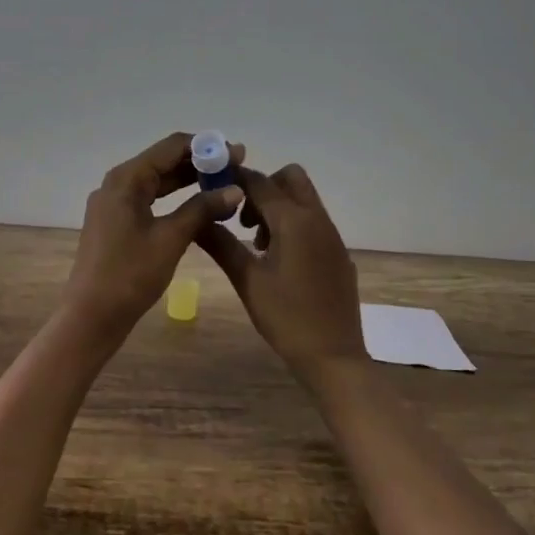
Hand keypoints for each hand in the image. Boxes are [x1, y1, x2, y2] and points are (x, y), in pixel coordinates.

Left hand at [63, 132, 244, 343]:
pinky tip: (199, 208)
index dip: (207, 146)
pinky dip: (175, 200)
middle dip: (201, 163)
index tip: (238, 154)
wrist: (91, 316)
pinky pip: (150, 200)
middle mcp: (117, 184)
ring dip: (189, 181)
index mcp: (126, 179)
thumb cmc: (130, 274)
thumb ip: (202, 209)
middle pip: (163, 161)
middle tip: (237, 169)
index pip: (171, 146)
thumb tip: (235, 189)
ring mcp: (114, 204)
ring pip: (157, 182)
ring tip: (225, 186)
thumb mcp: (171, 239)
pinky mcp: (116, 223)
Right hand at [196, 163, 366, 376]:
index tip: (212, 186)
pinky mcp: (338, 253)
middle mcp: (317, 219)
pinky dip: (293, 225)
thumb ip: (221, 244)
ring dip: (278, 207)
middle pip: (290, 179)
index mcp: (294, 221)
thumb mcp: (247, 280)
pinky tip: (279, 261)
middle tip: (241, 219)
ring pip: (304, 200)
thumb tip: (196, 219)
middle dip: (262, 188)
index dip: (234, 178)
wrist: (333, 356)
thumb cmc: (286, 317)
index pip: (260, 182)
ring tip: (256, 244)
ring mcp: (332, 236)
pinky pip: (314, 222)